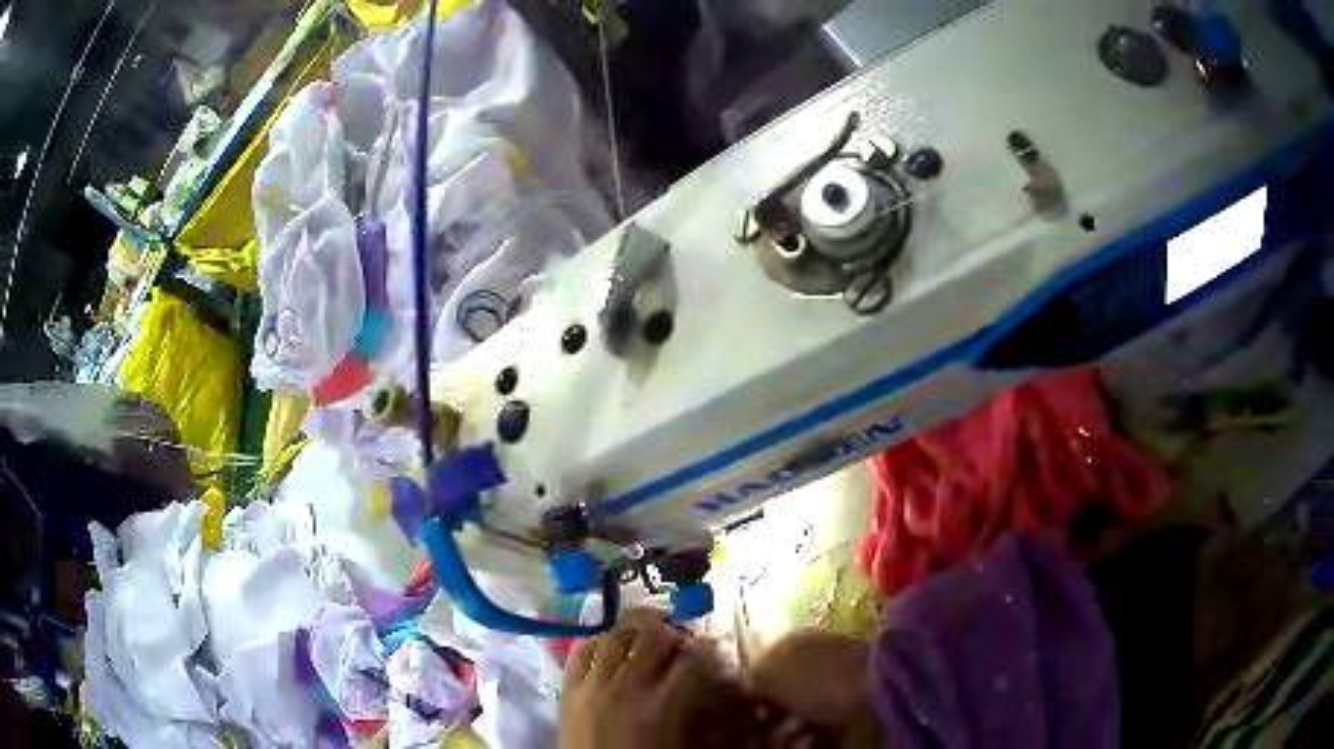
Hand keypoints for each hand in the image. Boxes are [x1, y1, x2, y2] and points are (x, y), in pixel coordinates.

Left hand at [559, 610, 753, 748]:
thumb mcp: (692, 747)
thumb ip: (714, 718)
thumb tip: (735, 691)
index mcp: (663, 705)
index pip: (695, 658)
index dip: (710, 652)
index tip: (715, 657)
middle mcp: (627, 686)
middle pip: (653, 635)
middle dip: (674, 633)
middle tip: (681, 644)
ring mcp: (593, 685)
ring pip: (615, 634)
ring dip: (636, 631)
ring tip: (648, 638)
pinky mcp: (568, 691)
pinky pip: (580, 650)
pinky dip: (599, 641)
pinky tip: (612, 648)